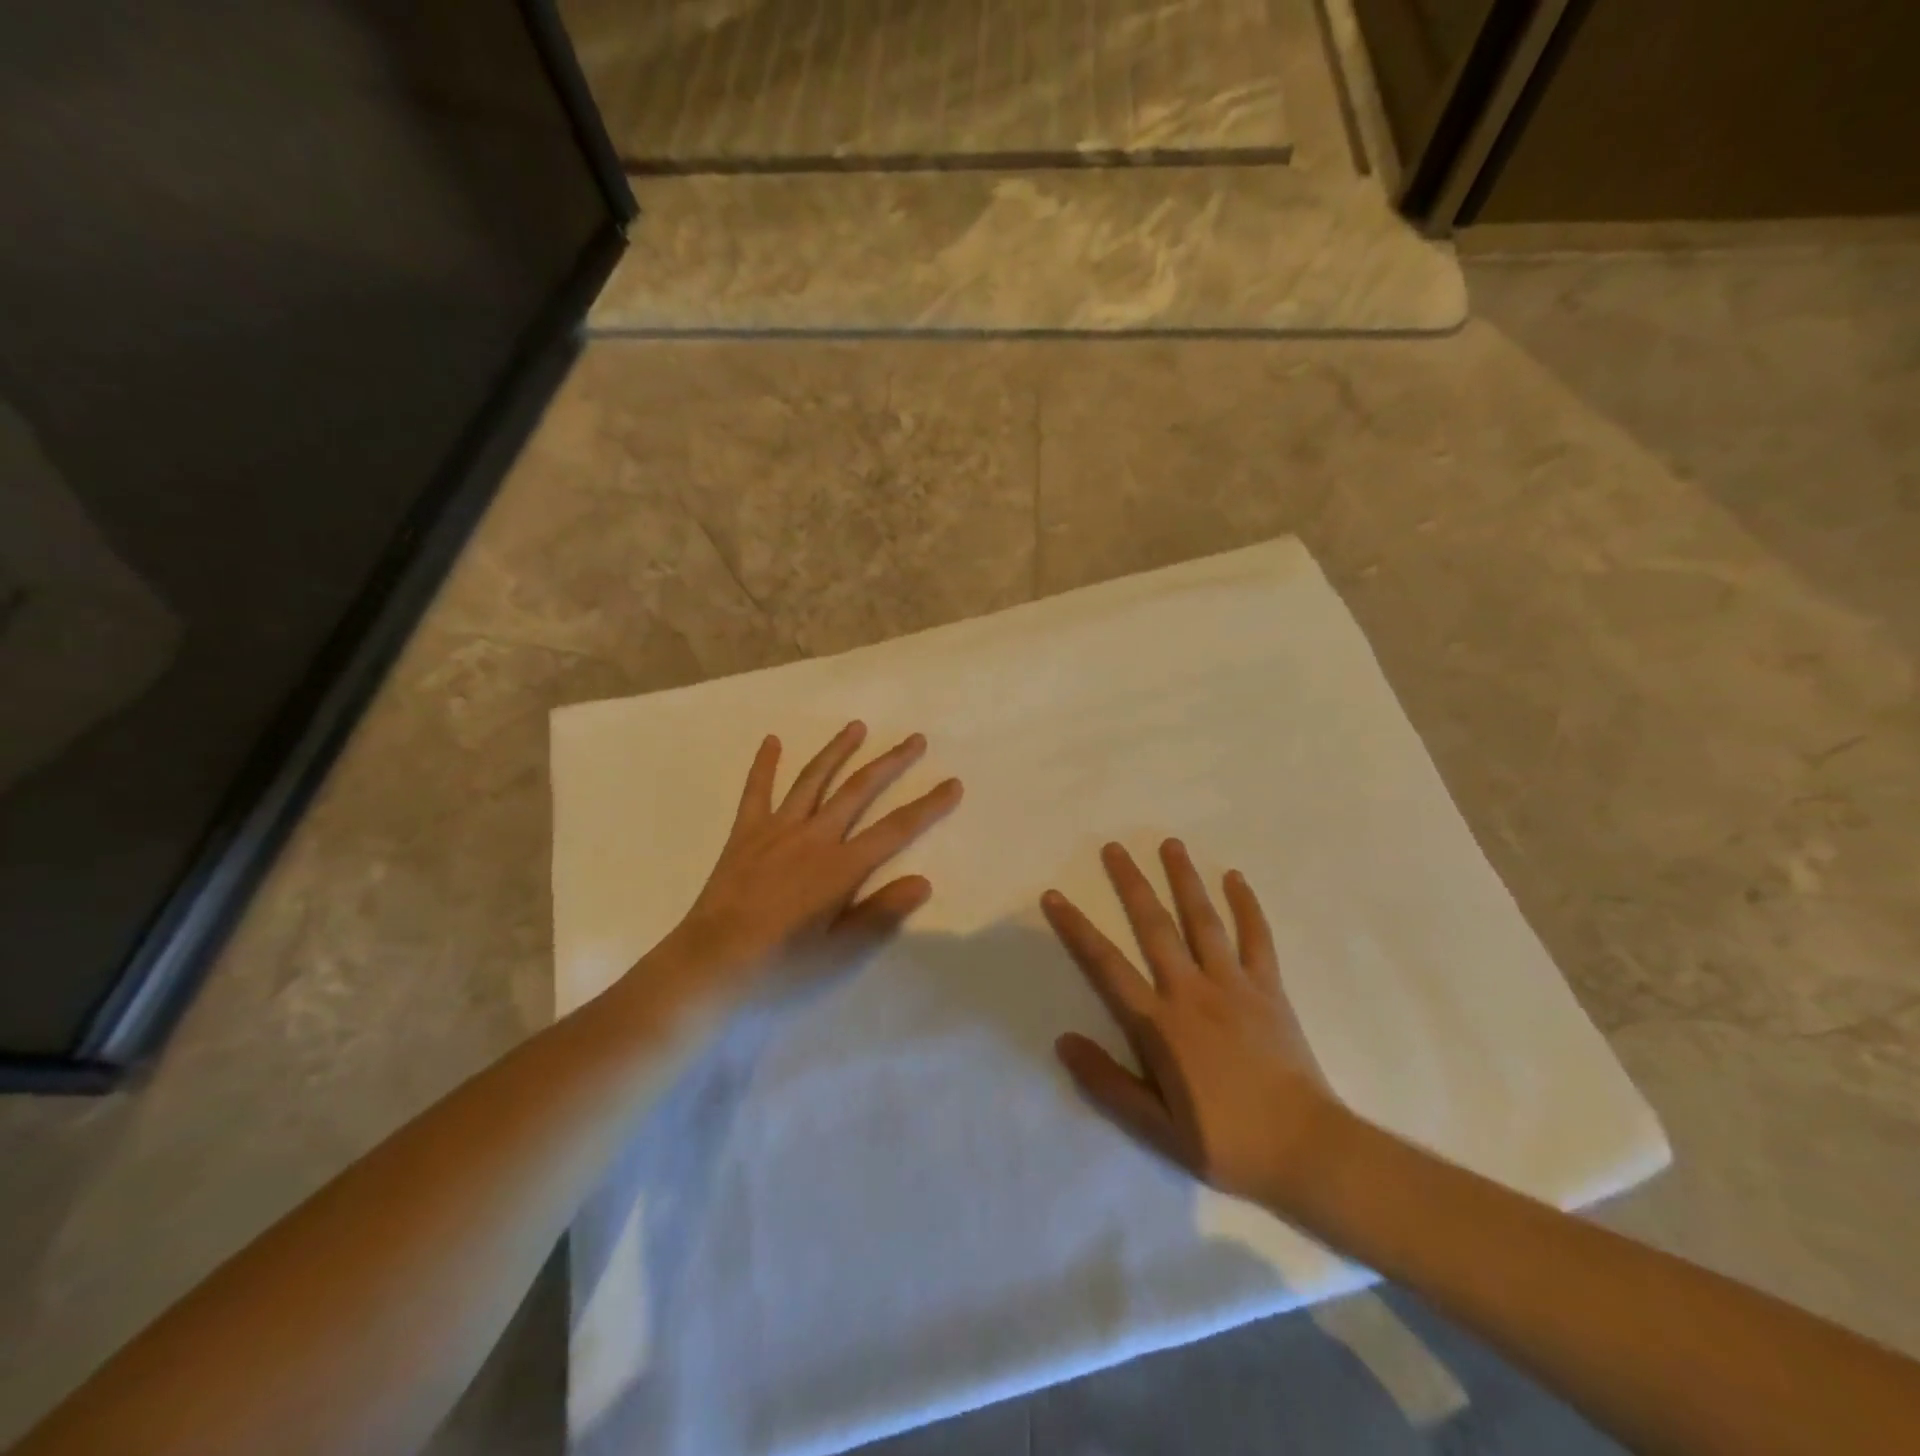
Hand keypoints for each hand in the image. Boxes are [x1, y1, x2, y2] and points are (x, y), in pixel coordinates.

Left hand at [651, 722, 962, 1010]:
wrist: (709, 963)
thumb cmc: (779, 964)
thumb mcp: (838, 950)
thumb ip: (880, 913)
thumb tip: (923, 881)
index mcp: (840, 867)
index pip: (895, 829)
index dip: (928, 806)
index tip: (952, 783)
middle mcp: (813, 837)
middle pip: (859, 790)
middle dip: (890, 763)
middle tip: (915, 740)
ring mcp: (777, 830)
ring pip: (813, 779)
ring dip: (837, 751)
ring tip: (857, 726)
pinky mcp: (745, 833)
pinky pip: (757, 791)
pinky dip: (764, 765)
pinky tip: (772, 740)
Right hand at [1041, 840, 1340, 1207]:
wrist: (1305, 1149)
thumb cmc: (1225, 1141)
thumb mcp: (1155, 1127)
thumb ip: (1107, 1082)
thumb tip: (1063, 1040)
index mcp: (1160, 1024)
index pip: (1107, 965)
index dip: (1077, 929)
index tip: (1055, 896)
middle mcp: (1192, 991)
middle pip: (1154, 926)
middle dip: (1131, 884)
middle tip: (1114, 847)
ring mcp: (1234, 984)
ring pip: (1203, 920)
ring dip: (1185, 879)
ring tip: (1170, 844)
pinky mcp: (1269, 988)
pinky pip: (1256, 938)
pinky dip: (1247, 906)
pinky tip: (1236, 878)